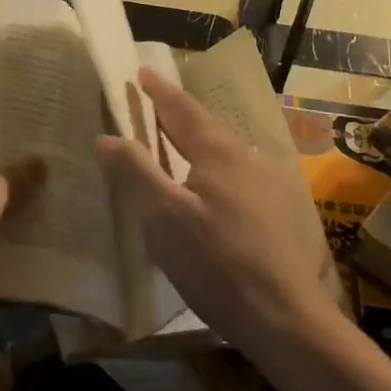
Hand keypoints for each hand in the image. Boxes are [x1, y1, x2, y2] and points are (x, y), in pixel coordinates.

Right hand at [96, 68, 340, 356]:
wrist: (285, 318)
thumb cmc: (216, 263)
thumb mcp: (163, 218)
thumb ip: (134, 172)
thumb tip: (105, 136)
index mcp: (218, 152)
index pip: (182, 110)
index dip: (159, 92)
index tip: (141, 73)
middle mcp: (247, 158)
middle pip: (206, 125)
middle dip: (178, 111)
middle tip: (153, 101)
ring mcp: (267, 185)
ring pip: (223, 149)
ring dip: (196, 138)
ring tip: (174, 138)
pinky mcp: (275, 212)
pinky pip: (235, 172)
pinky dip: (210, 163)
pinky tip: (206, 182)